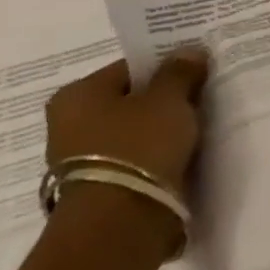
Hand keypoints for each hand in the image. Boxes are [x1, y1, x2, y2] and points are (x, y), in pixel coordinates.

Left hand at [44, 48, 210, 200]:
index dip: (167, 67)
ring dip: (162, 129)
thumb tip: (189, 51)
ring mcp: (81, 158)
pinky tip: (183, 154)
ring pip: (133, 131)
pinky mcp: (100, 185)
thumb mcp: (169, 99)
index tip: (197, 73)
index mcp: (77, 94)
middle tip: (201, 99)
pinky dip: (157, 155)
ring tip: (197, 129)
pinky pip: (136, 158)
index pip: (130, 68)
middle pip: (130, 100)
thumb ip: (180, 72)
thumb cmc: (139, 145)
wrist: (121, 219)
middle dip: (164, 100)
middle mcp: (69, 123)